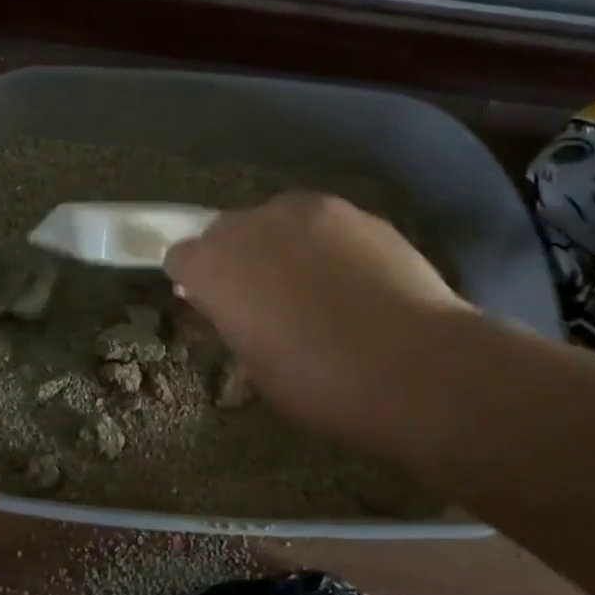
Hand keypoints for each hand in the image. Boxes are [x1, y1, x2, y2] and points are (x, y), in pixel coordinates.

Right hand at [163, 193, 470, 448]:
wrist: (414, 366)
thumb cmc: (319, 383)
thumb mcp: (256, 366)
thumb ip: (234, 322)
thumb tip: (235, 308)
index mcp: (214, 265)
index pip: (181, 257)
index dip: (194, 282)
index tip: (213, 306)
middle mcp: (252, 224)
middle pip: (225, 230)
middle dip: (235, 258)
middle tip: (261, 297)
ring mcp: (307, 211)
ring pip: (276, 220)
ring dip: (280, 245)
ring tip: (311, 284)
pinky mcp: (357, 212)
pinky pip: (323, 224)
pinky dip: (325, 245)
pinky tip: (352, 279)